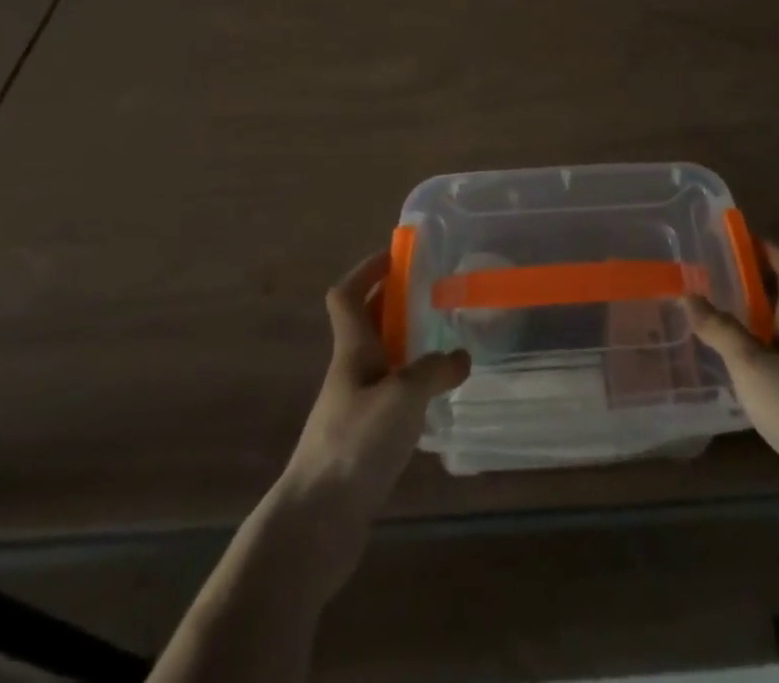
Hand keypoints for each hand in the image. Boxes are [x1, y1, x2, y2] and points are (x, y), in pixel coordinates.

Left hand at [284, 251, 470, 530]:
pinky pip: (389, 394)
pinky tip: (436, 397)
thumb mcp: (403, 396)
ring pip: (381, 358)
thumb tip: (462, 357)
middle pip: (367, 322)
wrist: (315, 524)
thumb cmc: (355, 444)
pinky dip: (411, 385)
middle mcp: (350, 371)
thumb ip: (435, 370)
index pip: (348, 294)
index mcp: (352, 349)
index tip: (398, 254)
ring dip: (406, 343)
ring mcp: (354, 407)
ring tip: (446, 339)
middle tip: (434, 291)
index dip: (368, 269)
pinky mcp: (362, 440)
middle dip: (395, 300)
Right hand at [686, 242, 778, 542]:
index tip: (741, 239)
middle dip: (756, 286)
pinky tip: (735, 377)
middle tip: (718, 279)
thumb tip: (689, 294)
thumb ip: (720, 330)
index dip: (770, 249)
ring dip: (755, 326)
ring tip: (717, 323)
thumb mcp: (751, 363)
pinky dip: (757, 365)